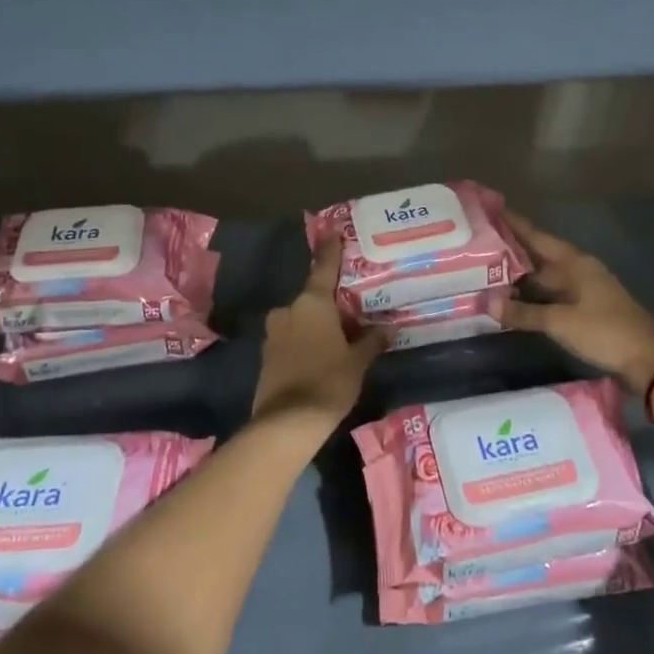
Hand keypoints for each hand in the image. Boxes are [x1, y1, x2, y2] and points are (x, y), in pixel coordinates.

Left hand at [252, 235, 383, 424]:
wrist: (287, 423)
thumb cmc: (329, 381)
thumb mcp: (358, 361)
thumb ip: (371, 341)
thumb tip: (387, 328)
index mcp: (312, 303)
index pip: (324, 268)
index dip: (330, 250)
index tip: (332, 231)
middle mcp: (289, 310)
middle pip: (312, 298)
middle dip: (330, 302)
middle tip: (352, 308)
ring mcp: (274, 333)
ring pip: (300, 319)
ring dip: (317, 324)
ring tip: (340, 336)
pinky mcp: (267, 355)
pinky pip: (291, 338)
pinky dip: (305, 340)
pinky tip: (321, 355)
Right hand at [501, 211, 653, 396]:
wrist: (648, 358)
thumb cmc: (604, 331)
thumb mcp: (560, 322)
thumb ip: (524, 312)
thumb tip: (487, 302)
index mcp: (574, 262)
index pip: (537, 237)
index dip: (514, 224)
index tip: (489, 210)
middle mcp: (577, 269)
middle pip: (539, 255)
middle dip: (510, 250)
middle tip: (477, 244)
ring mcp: (582, 289)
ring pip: (544, 276)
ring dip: (520, 274)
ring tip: (486, 270)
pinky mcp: (584, 308)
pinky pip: (551, 294)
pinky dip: (532, 294)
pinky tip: (514, 299)